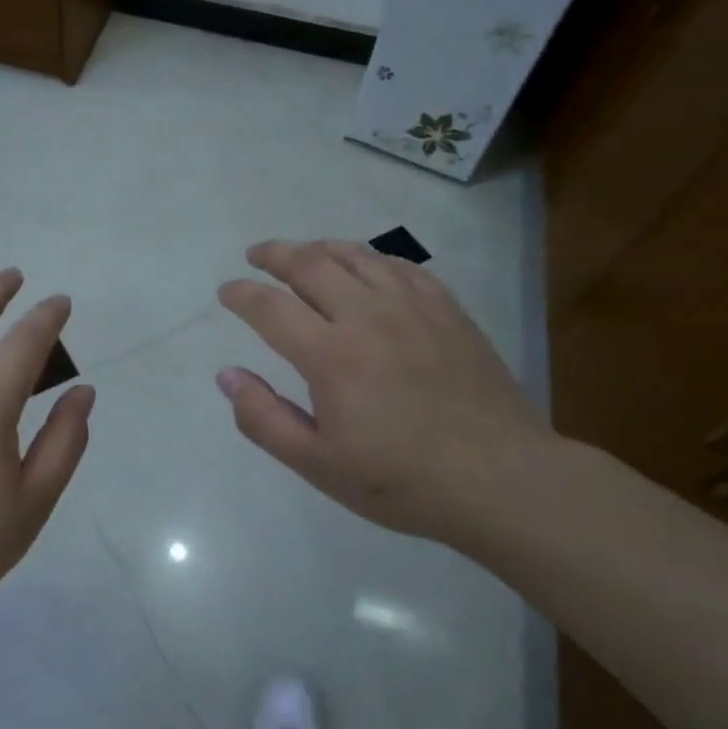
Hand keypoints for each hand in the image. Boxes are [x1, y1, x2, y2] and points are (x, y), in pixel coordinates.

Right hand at [217, 239, 559, 544]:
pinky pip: (400, 266)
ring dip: (319, 248)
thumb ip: (264, 418)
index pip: (269, 307)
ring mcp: (412, 306)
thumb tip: (226, 375)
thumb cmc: (401, 480)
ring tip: (302, 252)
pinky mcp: (447, 309)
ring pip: (356, 256)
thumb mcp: (318, 464)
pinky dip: (370, 258)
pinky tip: (365, 267)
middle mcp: (367, 315)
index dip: (241, 294)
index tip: (227, 291)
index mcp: (330, 355)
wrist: (501, 480)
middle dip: (274, 254)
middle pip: (309, 264)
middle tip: (256, 255)